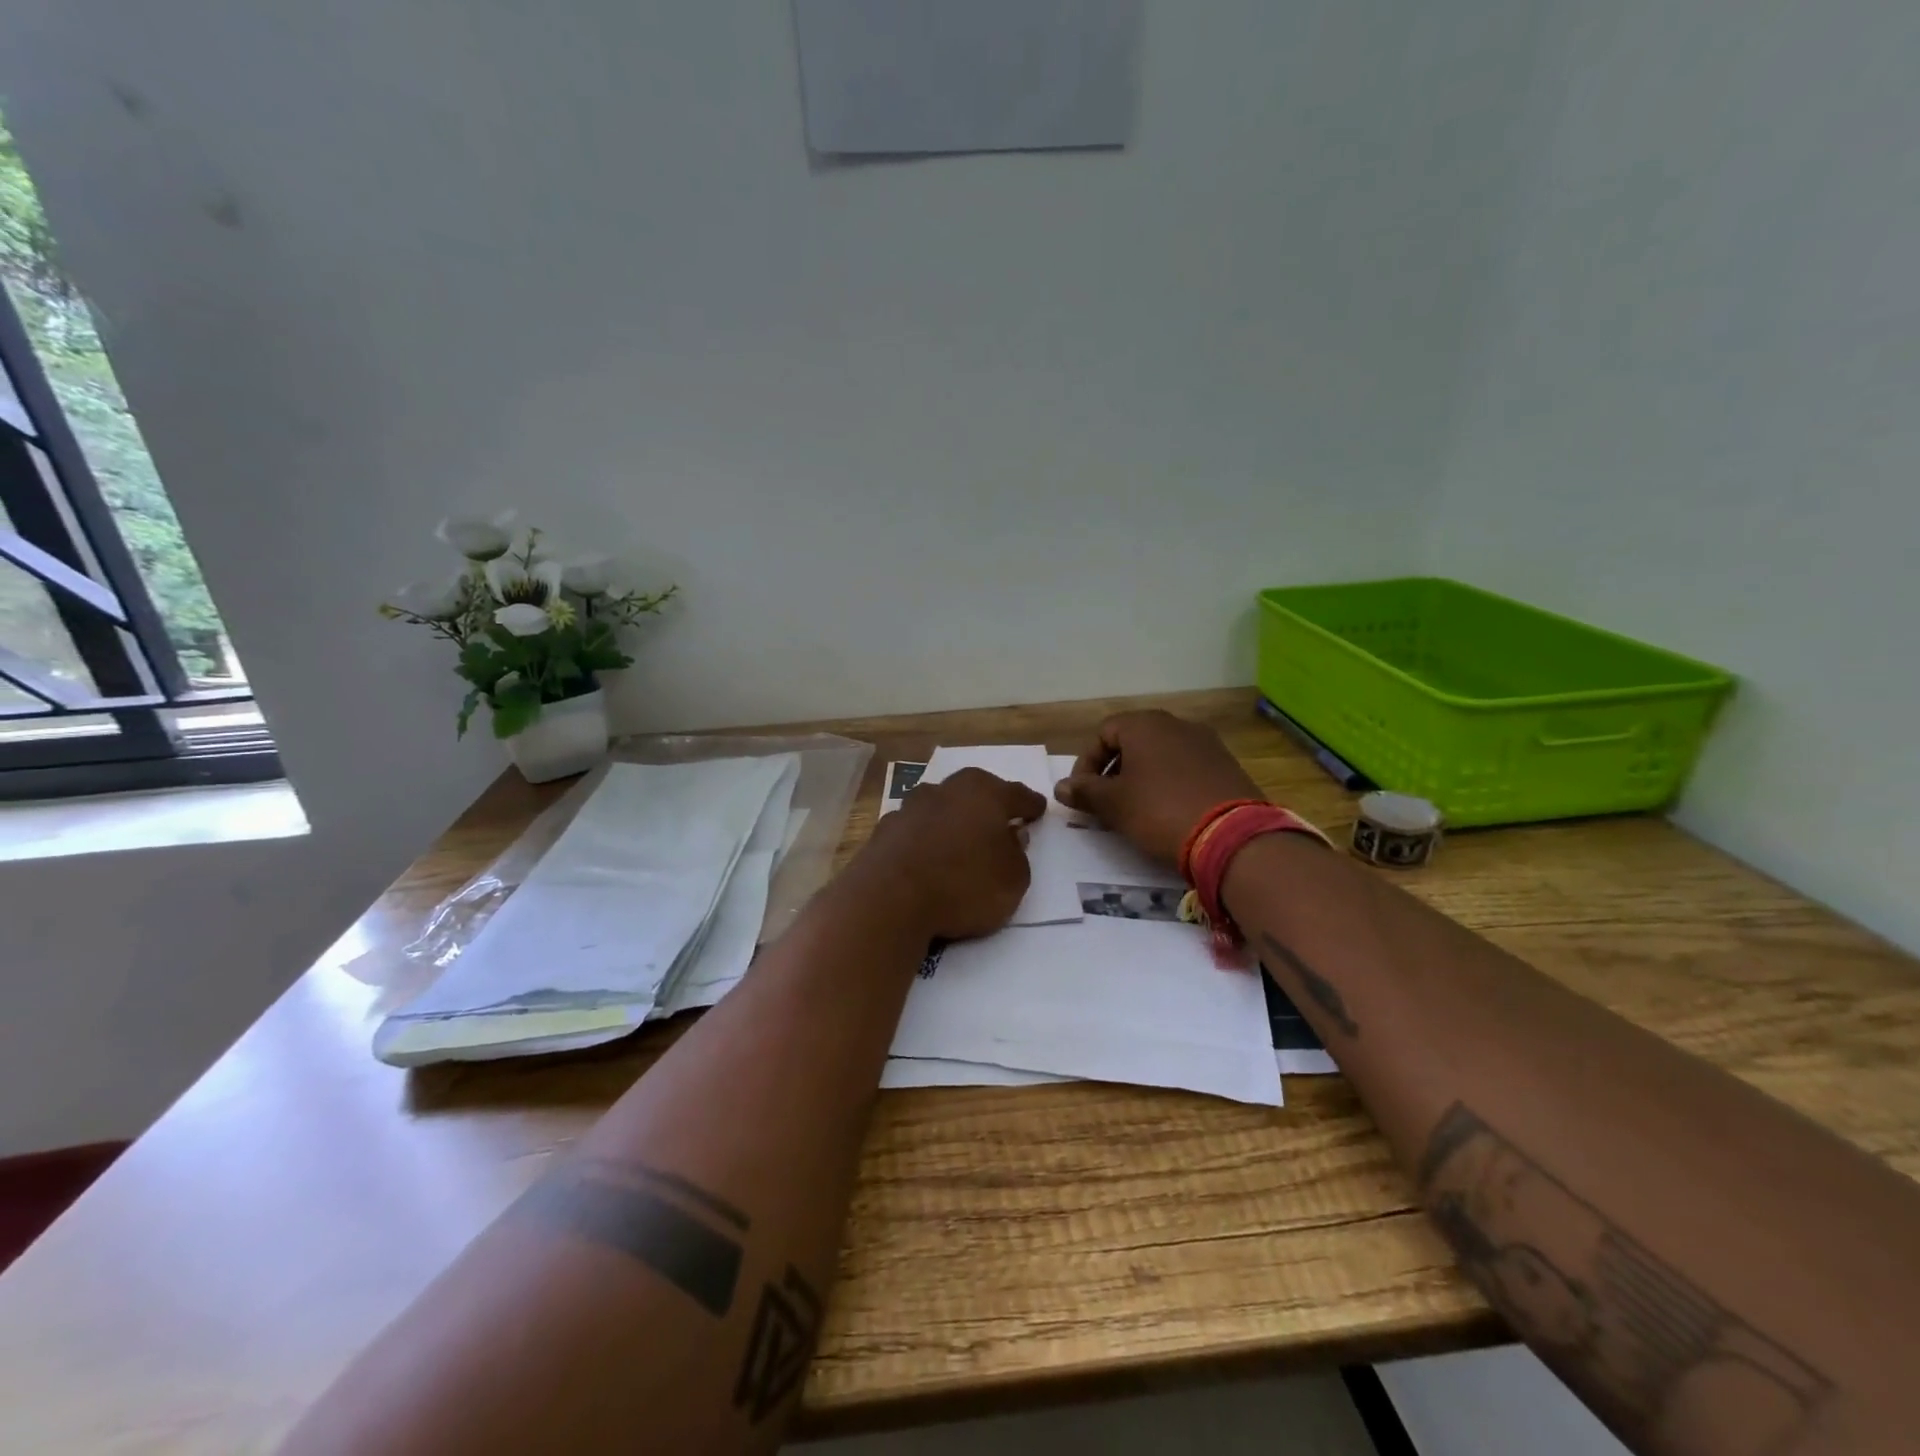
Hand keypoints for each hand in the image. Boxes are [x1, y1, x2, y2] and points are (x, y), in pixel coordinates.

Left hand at [861, 768, 1046, 940]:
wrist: (889, 899)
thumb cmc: (964, 885)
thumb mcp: (1013, 880)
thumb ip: (1017, 855)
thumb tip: (1011, 836)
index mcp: (985, 794)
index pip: (1017, 795)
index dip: (1030, 805)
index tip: (1038, 809)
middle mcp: (947, 790)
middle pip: (974, 791)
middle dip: (987, 804)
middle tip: (999, 820)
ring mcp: (910, 807)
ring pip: (940, 806)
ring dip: (952, 819)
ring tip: (960, 840)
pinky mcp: (884, 830)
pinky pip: (915, 830)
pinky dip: (924, 839)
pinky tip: (927, 857)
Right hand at [1054, 710, 1261, 865]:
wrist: (1232, 837)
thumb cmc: (1160, 811)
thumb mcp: (1114, 804)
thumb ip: (1084, 792)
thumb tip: (1061, 787)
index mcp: (1145, 724)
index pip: (1103, 733)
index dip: (1086, 763)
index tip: (1082, 794)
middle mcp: (1177, 724)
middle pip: (1133, 742)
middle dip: (1114, 771)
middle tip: (1106, 803)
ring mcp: (1207, 744)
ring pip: (1161, 756)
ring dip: (1142, 778)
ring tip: (1136, 811)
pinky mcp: (1227, 766)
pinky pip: (1187, 769)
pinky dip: (1170, 785)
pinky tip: (1169, 813)